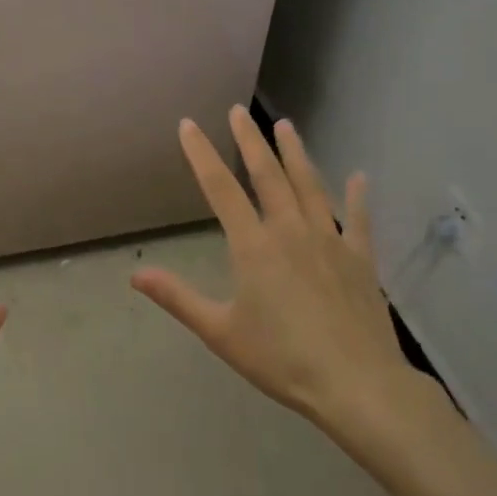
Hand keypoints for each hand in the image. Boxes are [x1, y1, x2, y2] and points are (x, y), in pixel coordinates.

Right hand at [132, 107, 434, 448]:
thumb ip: (178, 298)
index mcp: (254, 246)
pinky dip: (358, 197)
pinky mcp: (360, 260)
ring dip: (296, 154)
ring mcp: (330, 242)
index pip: (220, 188)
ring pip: (310, 187)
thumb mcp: (221, 332)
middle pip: (267, 175)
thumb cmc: (282, 360)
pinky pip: (359, 221)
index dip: (201, 154)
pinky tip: (360, 177)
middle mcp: (291, 231)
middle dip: (250, 140)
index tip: (189, 125)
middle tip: (239, 111)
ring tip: (286, 125)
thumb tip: (136, 275)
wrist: (357, 384)